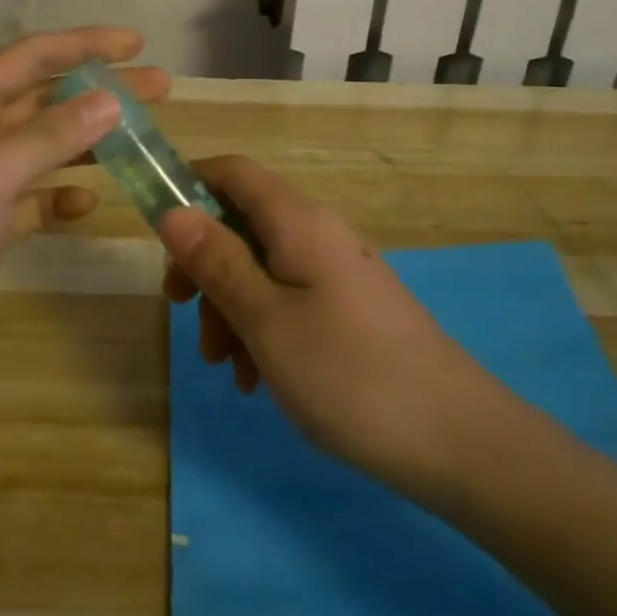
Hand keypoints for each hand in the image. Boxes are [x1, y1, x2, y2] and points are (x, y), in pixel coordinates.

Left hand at [0, 28, 167, 364]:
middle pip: (46, 100)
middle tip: (160, 87)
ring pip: (44, 148)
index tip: (136, 42)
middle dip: (100, 90)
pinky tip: (88, 203)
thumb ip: (49, 136)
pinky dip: (61, 197)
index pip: (31, 58)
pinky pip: (34, 200)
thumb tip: (111, 100)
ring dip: (89, 141)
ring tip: (144, 137)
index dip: (83, 44)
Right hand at [159, 156, 507, 494]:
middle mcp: (318, 235)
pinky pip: (289, 303)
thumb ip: (216, 261)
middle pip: (241, 225)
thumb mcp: (266, 319)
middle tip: (178, 309)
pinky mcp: (350, 312)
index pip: (232, 172)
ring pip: (261, 270)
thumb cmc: (350, 374)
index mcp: (298, 221)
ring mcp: (337, 275)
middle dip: (203, 265)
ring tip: (224, 366)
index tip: (156, 233)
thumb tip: (173, 211)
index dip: (187, 186)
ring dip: (229, 308)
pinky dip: (262, 331)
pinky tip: (257, 381)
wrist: (460, 444)